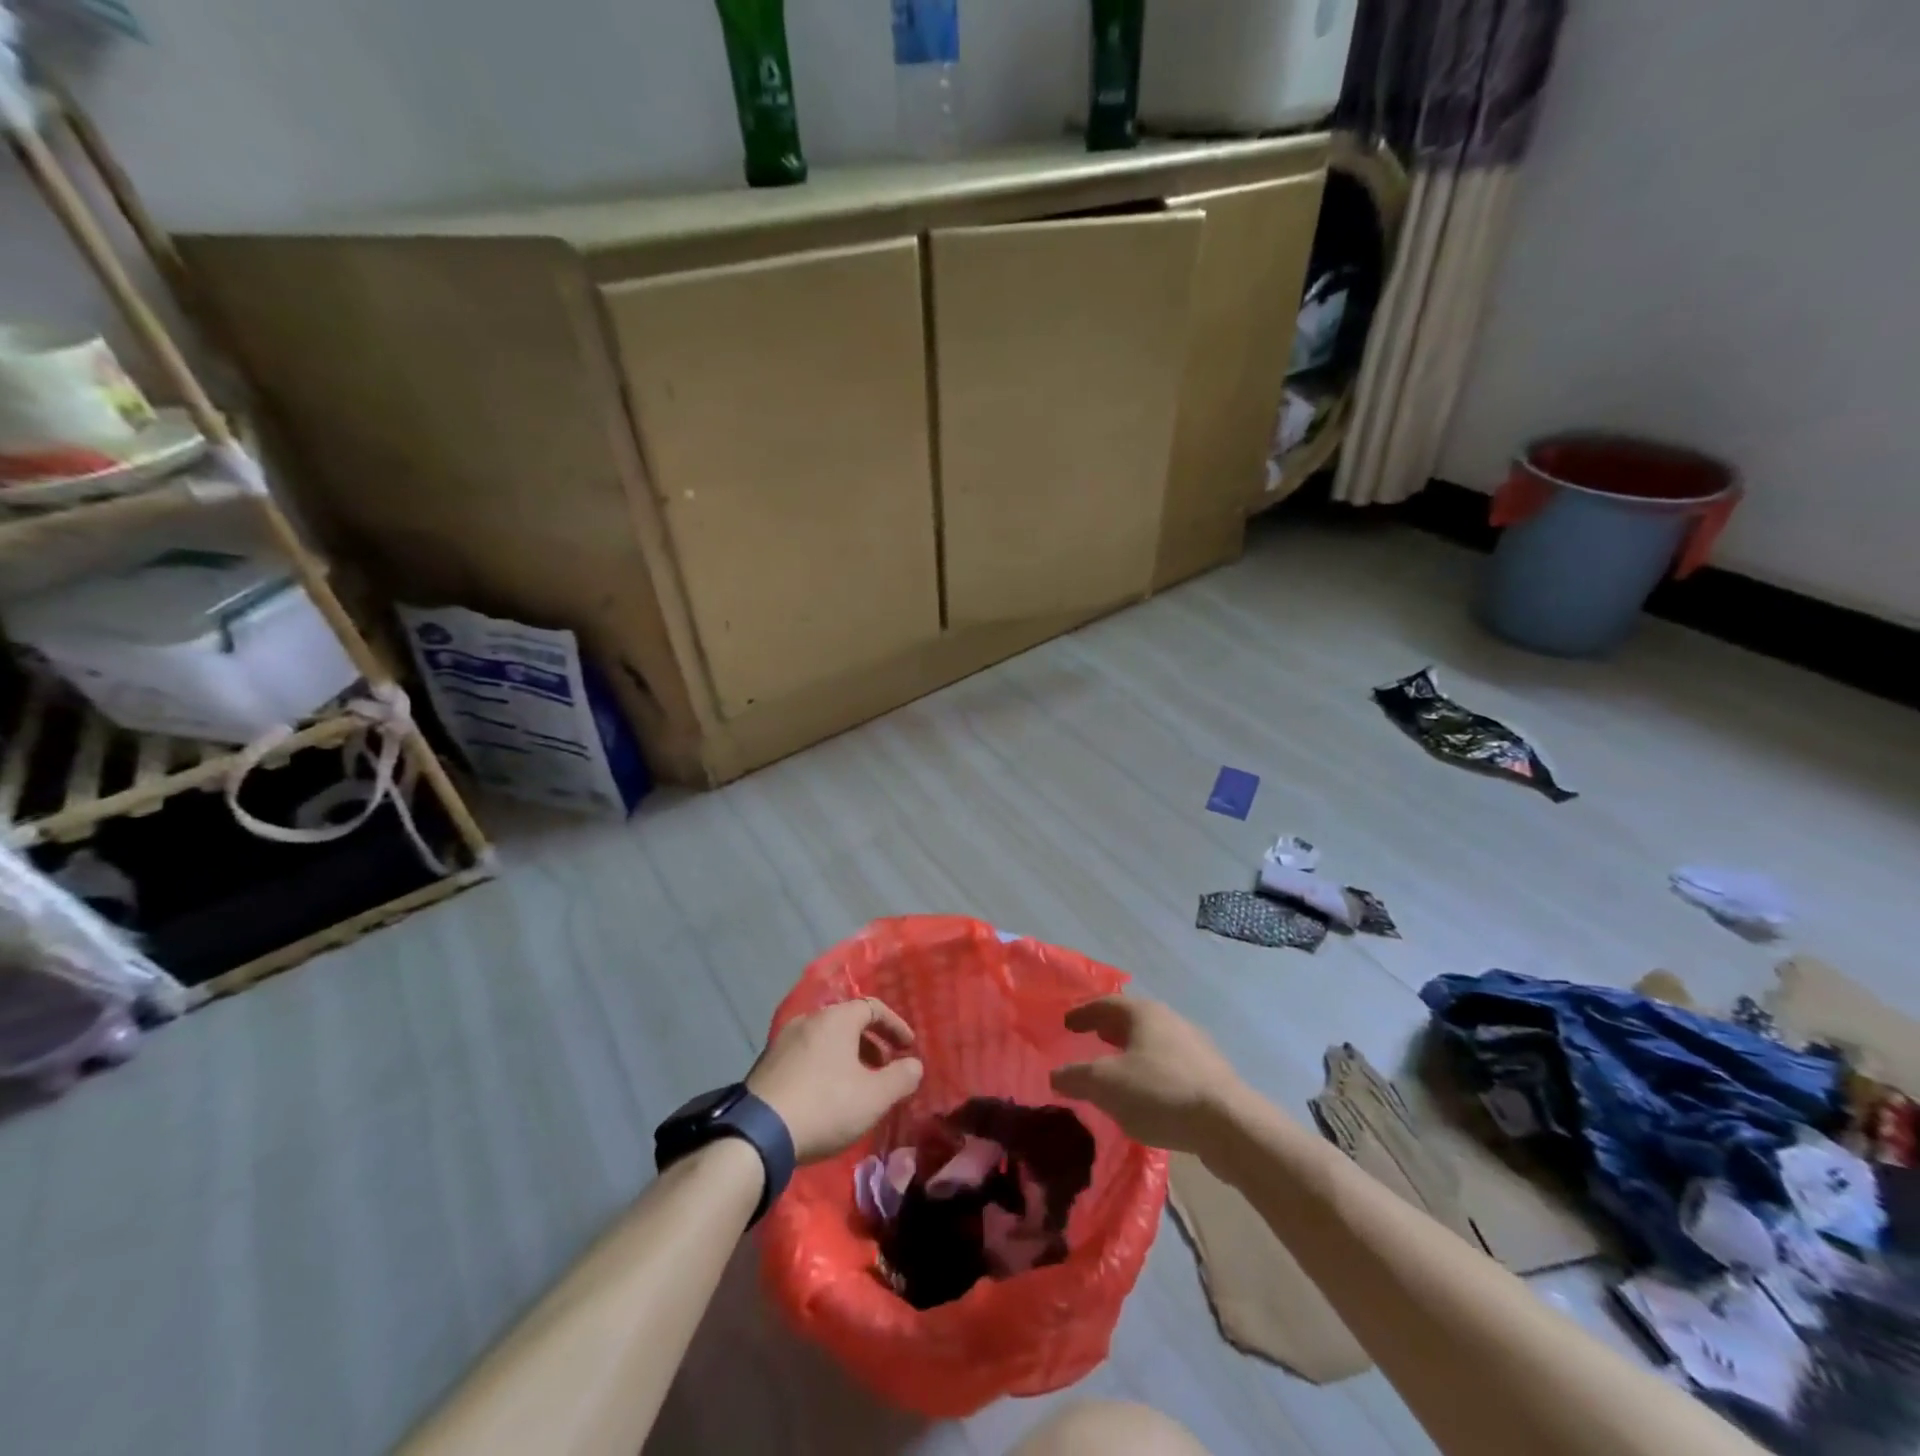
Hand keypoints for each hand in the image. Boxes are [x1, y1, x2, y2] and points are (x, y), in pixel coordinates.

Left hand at [748, 999, 924, 1163]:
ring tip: (857, 1086)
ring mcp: (783, 1042)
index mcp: (836, 1019)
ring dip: (847, 1057)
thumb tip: (914, 1065)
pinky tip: (826, 1097)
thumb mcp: (874, 1097)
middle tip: (885, 1069)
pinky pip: (806, 1056)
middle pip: (847, 1022)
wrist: (758, 1134)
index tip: (907, 1048)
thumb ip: (901, 1078)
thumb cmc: (825, 1105)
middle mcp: (808, 1020)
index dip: (894, 1026)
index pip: (873, 1007)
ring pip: (825, 1040)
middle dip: (871, 1043)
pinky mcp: (766, 1065)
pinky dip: (824, 1067)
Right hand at [1049, 996, 1246, 1153]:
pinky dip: (1151, 1070)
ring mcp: (1195, 1045)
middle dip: (1109, 1028)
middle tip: (1090, 1038)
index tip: (1066, 1023)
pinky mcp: (1211, 1074)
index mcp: (1144, 1013)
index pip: (1105, 1004)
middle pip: (1132, 1019)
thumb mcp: (1106, 1085)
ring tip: (1116, 1068)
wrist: (1229, 1124)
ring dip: (1131, 1050)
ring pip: (1153, 1041)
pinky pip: (1170, 1063)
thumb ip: (1076, 1077)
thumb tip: (1055, 1074)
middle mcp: (1170, 1020)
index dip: (1083, 1013)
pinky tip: (1147, 1093)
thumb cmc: (1160, 1092)